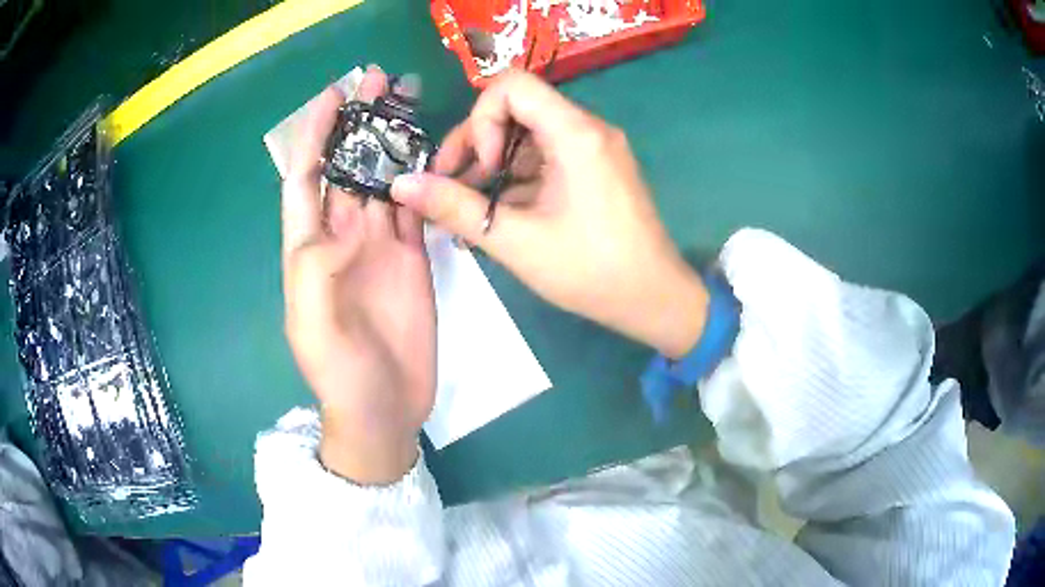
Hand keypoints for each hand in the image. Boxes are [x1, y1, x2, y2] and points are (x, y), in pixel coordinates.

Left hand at [282, 66, 435, 484]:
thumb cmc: (338, 372)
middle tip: (380, 79)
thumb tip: (344, 221)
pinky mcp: (413, 257)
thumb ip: (316, 269)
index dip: (317, 134)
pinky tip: (433, 151)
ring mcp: (380, 245)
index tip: (334, 94)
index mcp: (309, 247)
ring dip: (393, 140)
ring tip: (409, 101)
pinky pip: (415, 207)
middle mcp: (343, 236)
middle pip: (349, 166)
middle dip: (359, 122)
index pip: (307, 177)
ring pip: (385, 178)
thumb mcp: (313, 324)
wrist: (382, 408)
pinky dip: (422, 177)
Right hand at [391, 72, 706, 357]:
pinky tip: (495, 213)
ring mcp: (594, 149)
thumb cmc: (591, 271)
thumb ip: (454, 207)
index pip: (512, 86)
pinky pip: (546, 158)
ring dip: (492, 166)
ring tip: (466, 209)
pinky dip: (516, 178)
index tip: (481, 168)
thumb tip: (401, 185)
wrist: (654, 299)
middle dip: (476, 145)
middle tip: (450, 187)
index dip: (481, 119)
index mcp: (575, 134)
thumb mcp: (515, 241)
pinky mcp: (595, 169)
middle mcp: (588, 129)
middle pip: (517, 110)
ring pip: (528, 136)